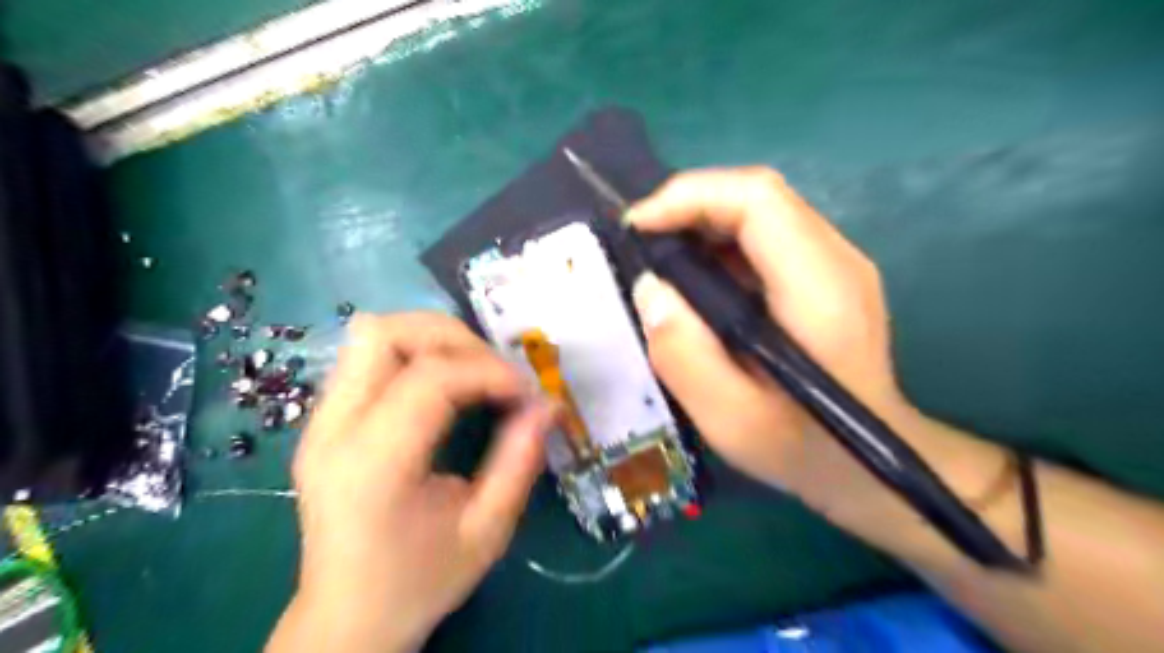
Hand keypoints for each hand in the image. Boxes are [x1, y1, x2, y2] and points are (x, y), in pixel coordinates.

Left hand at [271, 313, 550, 650]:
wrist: (346, 618)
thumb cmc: (418, 582)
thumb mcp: (486, 531)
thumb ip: (519, 462)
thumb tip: (548, 405)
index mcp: (373, 464)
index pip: (430, 378)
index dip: (489, 371)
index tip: (527, 393)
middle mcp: (334, 430)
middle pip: (386, 333)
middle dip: (455, 339)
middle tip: (496, 373)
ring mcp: (320, 421)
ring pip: (373, 334)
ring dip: (433, 340)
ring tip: (473, 373)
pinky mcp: (323, 420)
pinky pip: (368, 357)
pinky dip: (415, 354)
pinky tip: (443, 386)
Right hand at [627, 166, 909, 501]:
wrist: (865, 466)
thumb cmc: (800, 448)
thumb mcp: (730, 420)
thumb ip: (684, 355)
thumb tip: (650, 289)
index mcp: (820, 288)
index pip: (758, 199)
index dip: (691, 197)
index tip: (638, 227)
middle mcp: (836, 259)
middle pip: (758, 195)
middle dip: (689, 206)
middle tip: (642, 244)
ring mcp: (836, 264)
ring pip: (761, 210)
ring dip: (702, 222)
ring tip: (662, 261)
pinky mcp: (825, 275)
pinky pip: (766, 236)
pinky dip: (721, 243)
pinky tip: (697, 280)